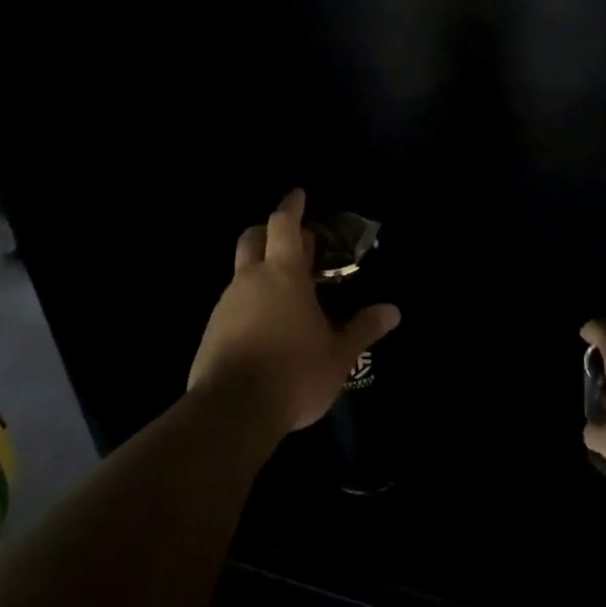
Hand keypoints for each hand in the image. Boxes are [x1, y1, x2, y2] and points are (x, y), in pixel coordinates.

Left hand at [188, 190, 401, 437]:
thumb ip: (363, 329)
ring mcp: (226, 304)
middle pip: (253, 237)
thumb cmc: (294, 373)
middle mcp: (251, 279)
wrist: (232, 412)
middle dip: (270, 231)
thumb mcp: (339, 355)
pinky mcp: (211, 330)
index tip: (299, 194)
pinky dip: (249, 302)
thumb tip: (393, 311)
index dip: (292, 206)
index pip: (283, 224)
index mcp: (284, 274)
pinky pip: (232, 304)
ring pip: (241, 272)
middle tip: (291, 241)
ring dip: (260, 271)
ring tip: (284, 294)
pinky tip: (264, 328)